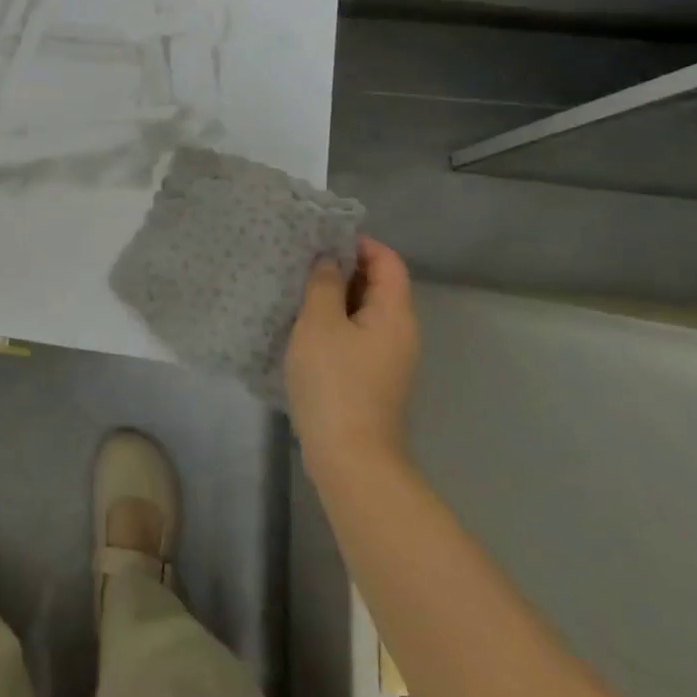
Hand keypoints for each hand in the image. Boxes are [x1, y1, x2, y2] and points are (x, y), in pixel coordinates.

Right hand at [284, 236, 418, 495]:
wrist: (350, 458)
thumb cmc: (334, 382)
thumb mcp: (320, 324)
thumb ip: (323, 285)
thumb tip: (329, 261)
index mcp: (394, 314)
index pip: (388, 261)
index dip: (359, 243)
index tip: (320, 238)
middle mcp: (400, 333)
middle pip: (379, 285)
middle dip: (343, 268)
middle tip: (302, 259)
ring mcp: (388, 359)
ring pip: (364, 312)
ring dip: (335, 296)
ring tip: (297, 288)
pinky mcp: (373, 380)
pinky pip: (356, 335)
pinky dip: (334, 322)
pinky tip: (303, 326)